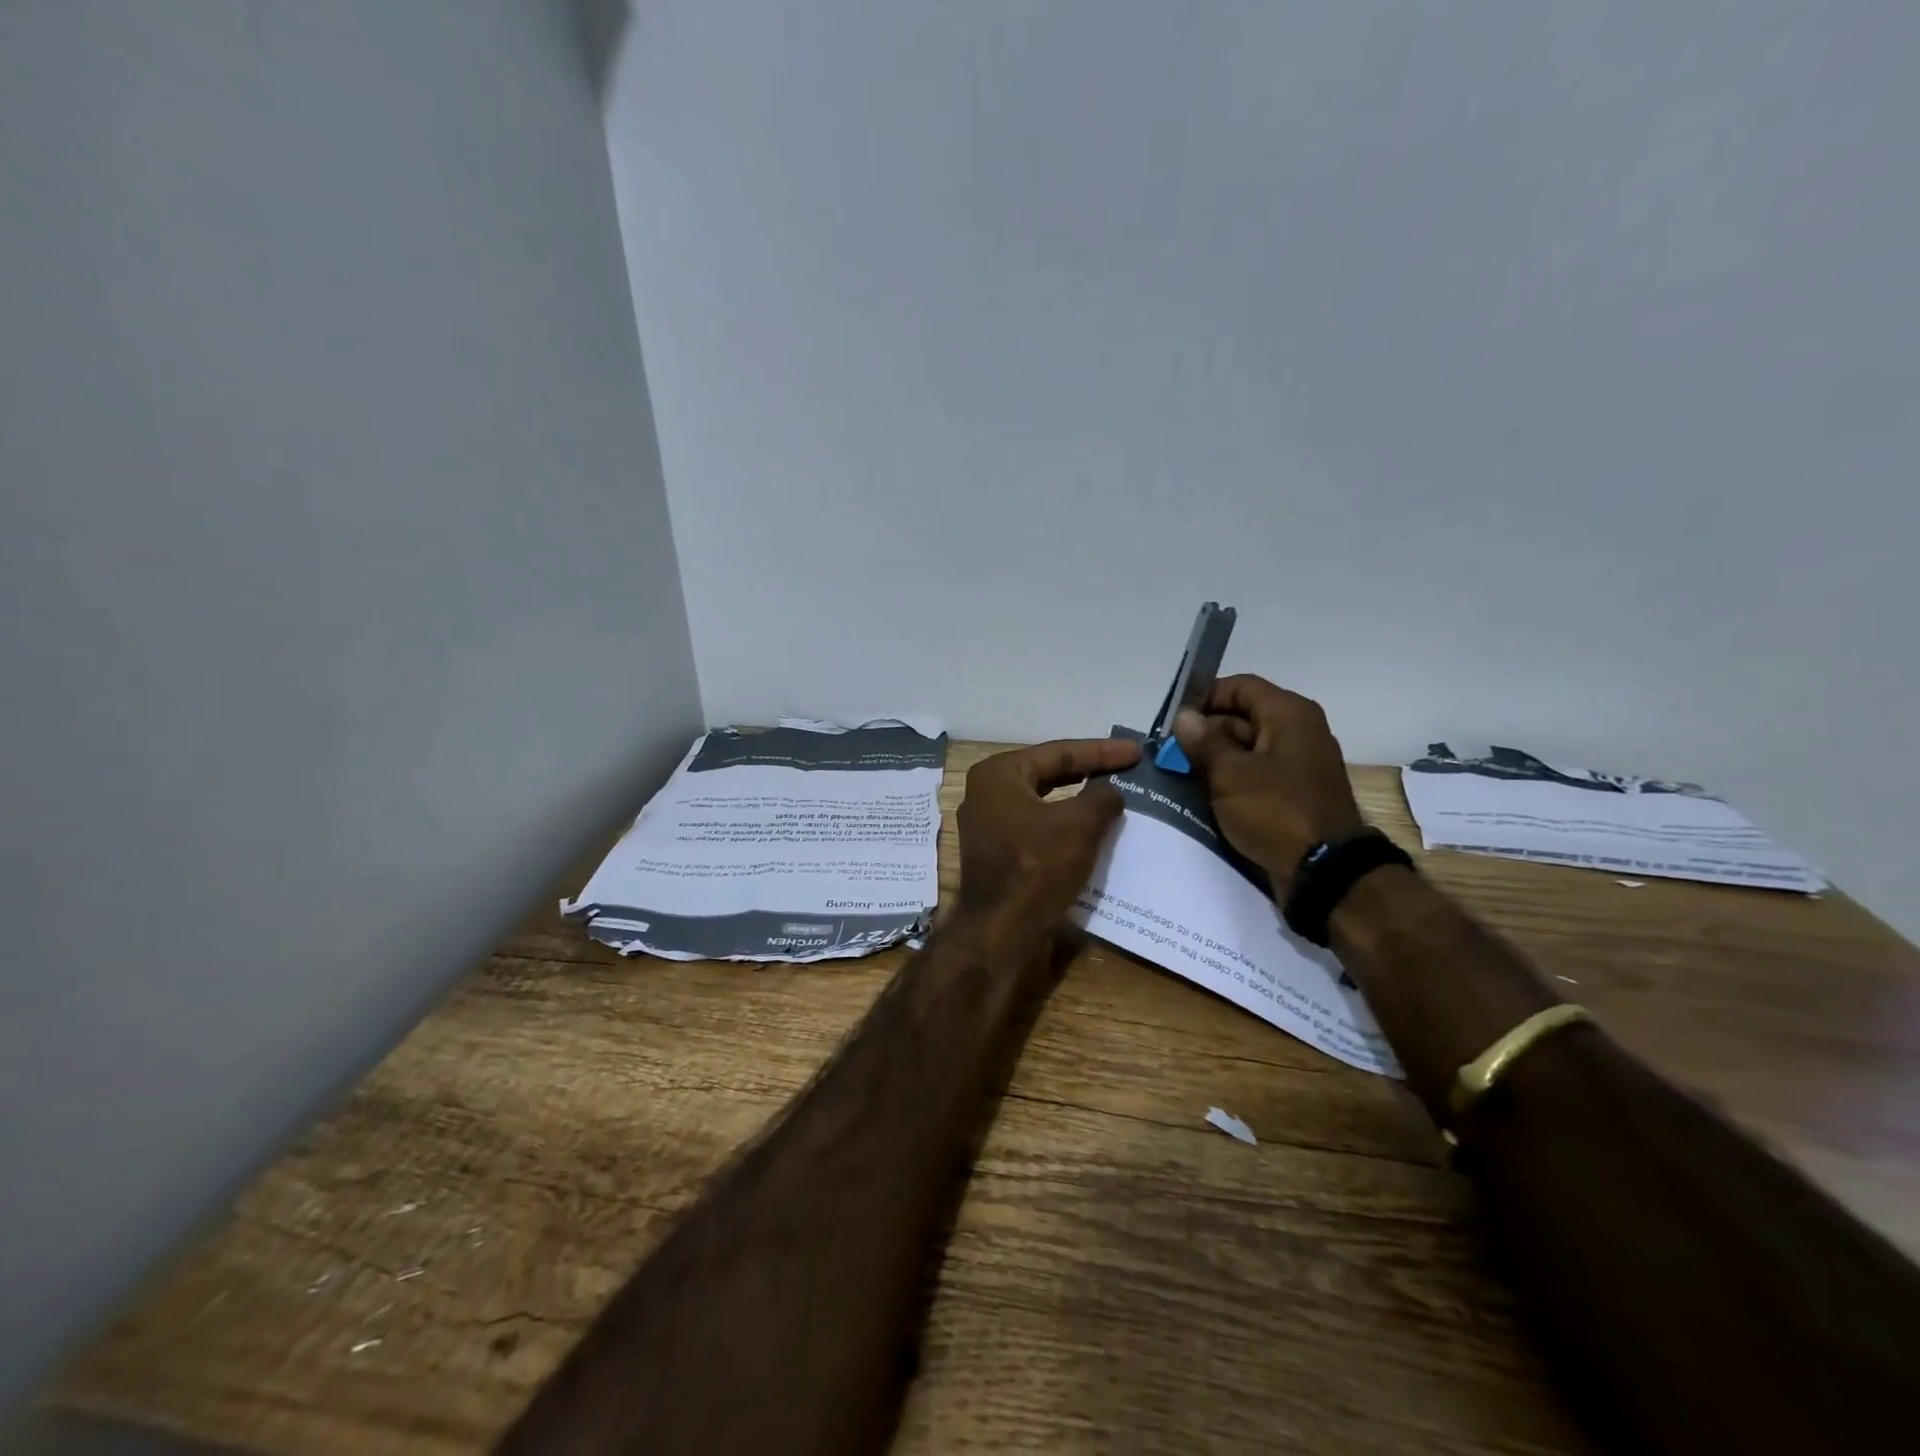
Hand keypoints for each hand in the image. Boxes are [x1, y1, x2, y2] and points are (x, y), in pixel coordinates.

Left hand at [956, 738, 1141, 925]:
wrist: (1002, 932)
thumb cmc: (1037, 866)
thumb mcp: (1079, 824)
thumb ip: (1101, 797)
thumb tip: (1110, 790)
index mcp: (998, 775)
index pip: (1057, 753)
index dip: (1101, 751)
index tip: (1136, 751)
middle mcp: (987, 795)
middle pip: (1048, 775)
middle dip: (1089, 772)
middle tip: (1128, 769)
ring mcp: (990, 828)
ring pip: (1045, 805)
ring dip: (1080, 803)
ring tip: (1117, 797)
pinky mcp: (999, 856)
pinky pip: (1040, 831)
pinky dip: (1067, 828)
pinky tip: (1095, 832)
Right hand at [1172, 675, 1364, 893]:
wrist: (1324, 870)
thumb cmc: (1275, 810)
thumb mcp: (1230, 773)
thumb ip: (1204, 742)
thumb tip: (1184, 717)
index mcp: (1289, 714)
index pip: (1240, 687)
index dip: (1204, 697)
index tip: (1173, 720)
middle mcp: (1298, 732)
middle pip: (1243, 717)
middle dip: (1205, 732)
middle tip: (1168, 752)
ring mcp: (1298, 765)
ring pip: (1247, 749)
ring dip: (1214, 759)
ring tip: (1178, 774)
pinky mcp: (1294, 794)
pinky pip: (1256, 775)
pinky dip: (1231, 780)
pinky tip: (1202, 795)